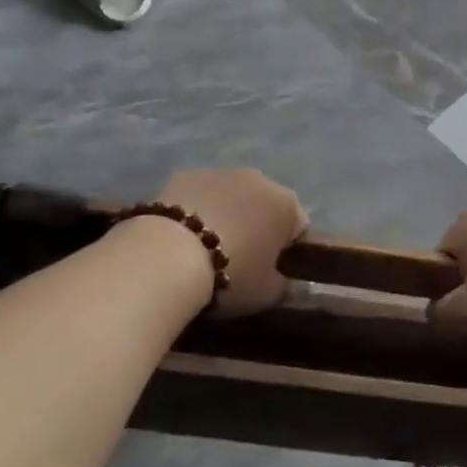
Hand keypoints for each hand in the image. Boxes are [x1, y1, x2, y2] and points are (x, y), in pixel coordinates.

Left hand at [155, 168, 307, 315]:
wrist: (168, 257)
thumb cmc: (231, 275)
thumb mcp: (268, 294)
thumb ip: (284, 284)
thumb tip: (284, 279)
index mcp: (287, 204)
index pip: (298, 227)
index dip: (286, 251)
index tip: (270, 271)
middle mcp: (259, 178)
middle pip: (264, 205)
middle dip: (256, 226)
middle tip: (238, 260)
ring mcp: (219, 172)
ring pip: (230, 196)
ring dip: (225, 215)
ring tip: (204, 249)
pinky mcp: (184, 174)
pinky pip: (199, 195)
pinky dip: (195, 210)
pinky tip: (180, 237)